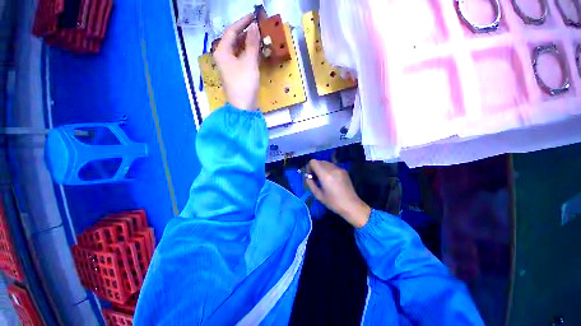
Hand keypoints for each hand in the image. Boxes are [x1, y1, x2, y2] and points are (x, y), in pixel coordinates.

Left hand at [214, 14, 260, 110]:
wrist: (243, 107)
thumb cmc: (244, 84)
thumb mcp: (249, 62)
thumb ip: (252, 44)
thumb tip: (254, 26)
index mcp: (222, 52)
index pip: (231, 31)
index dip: (242, 22)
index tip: (254, 16)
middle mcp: (223, 57)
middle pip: (233, 40)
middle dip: (245, 33)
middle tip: (258, 28)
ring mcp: (229, 66)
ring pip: (238, 49)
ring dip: (248, 44)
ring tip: (259, 38)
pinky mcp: (235, 73)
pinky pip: (241, 58)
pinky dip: (248, 54)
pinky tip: (257, 52)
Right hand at [306, 160, 370, 228]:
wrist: (351, 205)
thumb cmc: (333, 202)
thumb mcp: (318, 195)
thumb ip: (311, 184)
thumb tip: (308, 177)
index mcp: (325, 175)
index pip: (313, 162)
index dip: (309, 167)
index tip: (311, 176)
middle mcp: (332, 169)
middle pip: (319, 161)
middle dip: (315, 168)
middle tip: (316, 179)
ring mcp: (339, 169)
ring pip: (326, 163)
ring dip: (322, 169)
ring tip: (324, 179)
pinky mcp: (344, 171)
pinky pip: (332, 166)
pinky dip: (329, 170)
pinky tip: (331, 180)